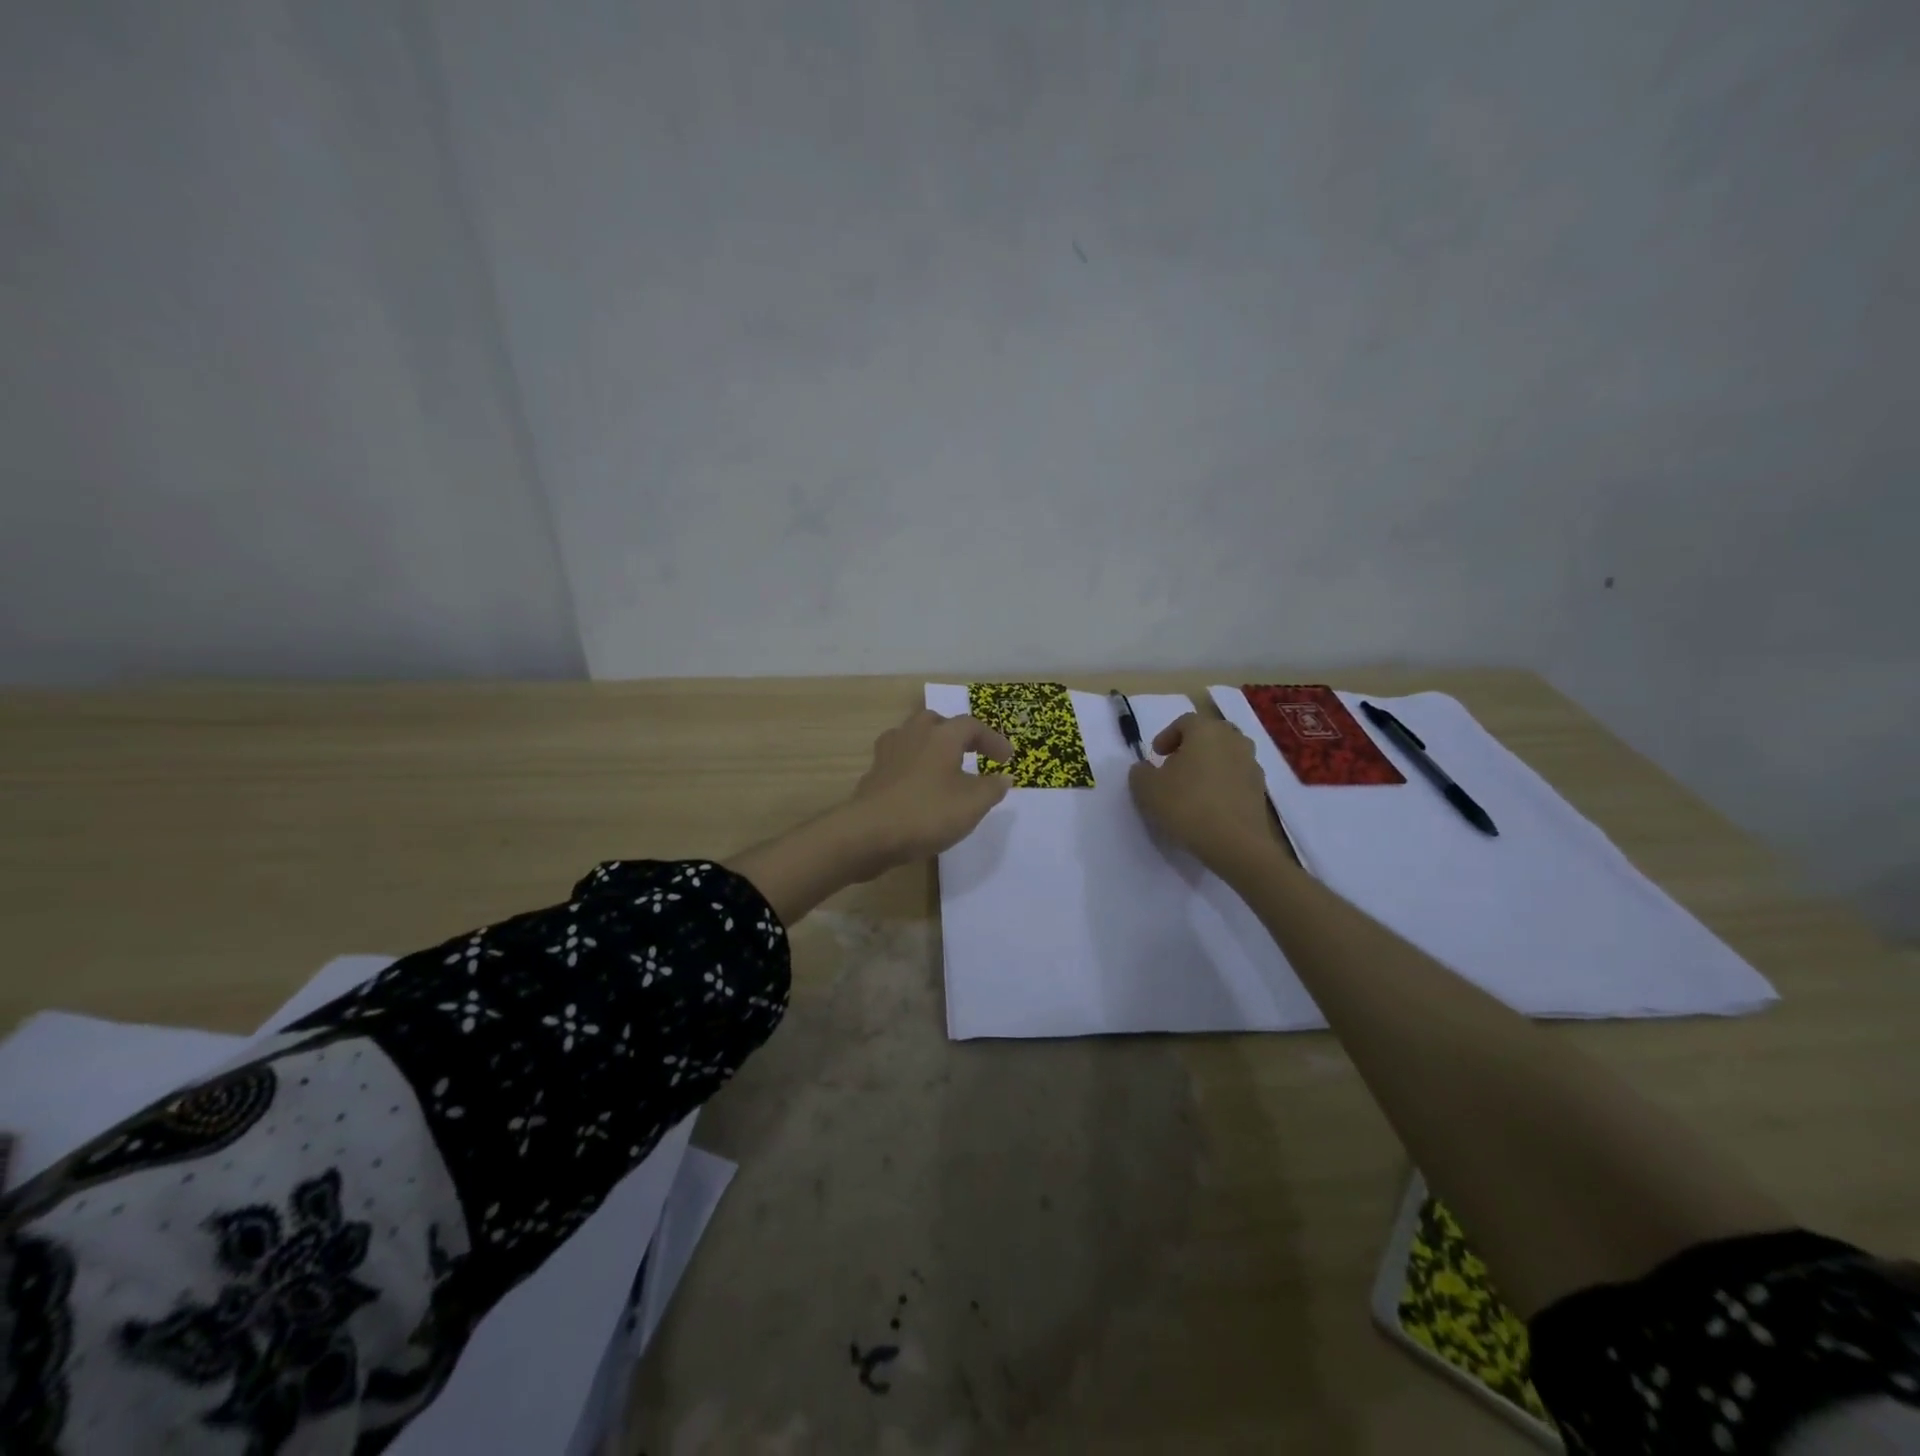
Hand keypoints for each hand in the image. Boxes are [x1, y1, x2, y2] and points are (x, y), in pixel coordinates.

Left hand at [843, 709, 1015, 871]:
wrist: (868, 833)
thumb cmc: (927, 813)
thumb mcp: (972, 805)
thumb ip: (992, 788)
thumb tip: (1003, 777)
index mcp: (942, 736)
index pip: (972, 726)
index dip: (992, 740)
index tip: (1006, 759)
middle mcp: (913, 735)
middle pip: (937, 722)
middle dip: (955, 734)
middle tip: (970, 752)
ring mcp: (888, 753)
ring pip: (913, 737)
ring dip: (931, 747)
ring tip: (943, 767)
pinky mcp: (873, 774)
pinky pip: (898, 760)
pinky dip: (913, 767)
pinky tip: (918, 787)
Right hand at [1127, 712, 1279, 870]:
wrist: (1236, 843)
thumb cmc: (1187, 805)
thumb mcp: (1147, 788)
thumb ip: (1140, 772)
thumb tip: (1146, 768)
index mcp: (1206, 731)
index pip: (1185, 721)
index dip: (1167, 736)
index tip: (1156, 756)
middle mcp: (1233, 740)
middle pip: (1210, 734)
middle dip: (1191, 747)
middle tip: (1174, 767)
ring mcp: (1252, 764)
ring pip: (1226, 755)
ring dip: (1209, 764)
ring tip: (1193, 787)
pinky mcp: (1261, 789)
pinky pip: (1237, 777)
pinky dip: (1223, 783)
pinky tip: (1210, 805)